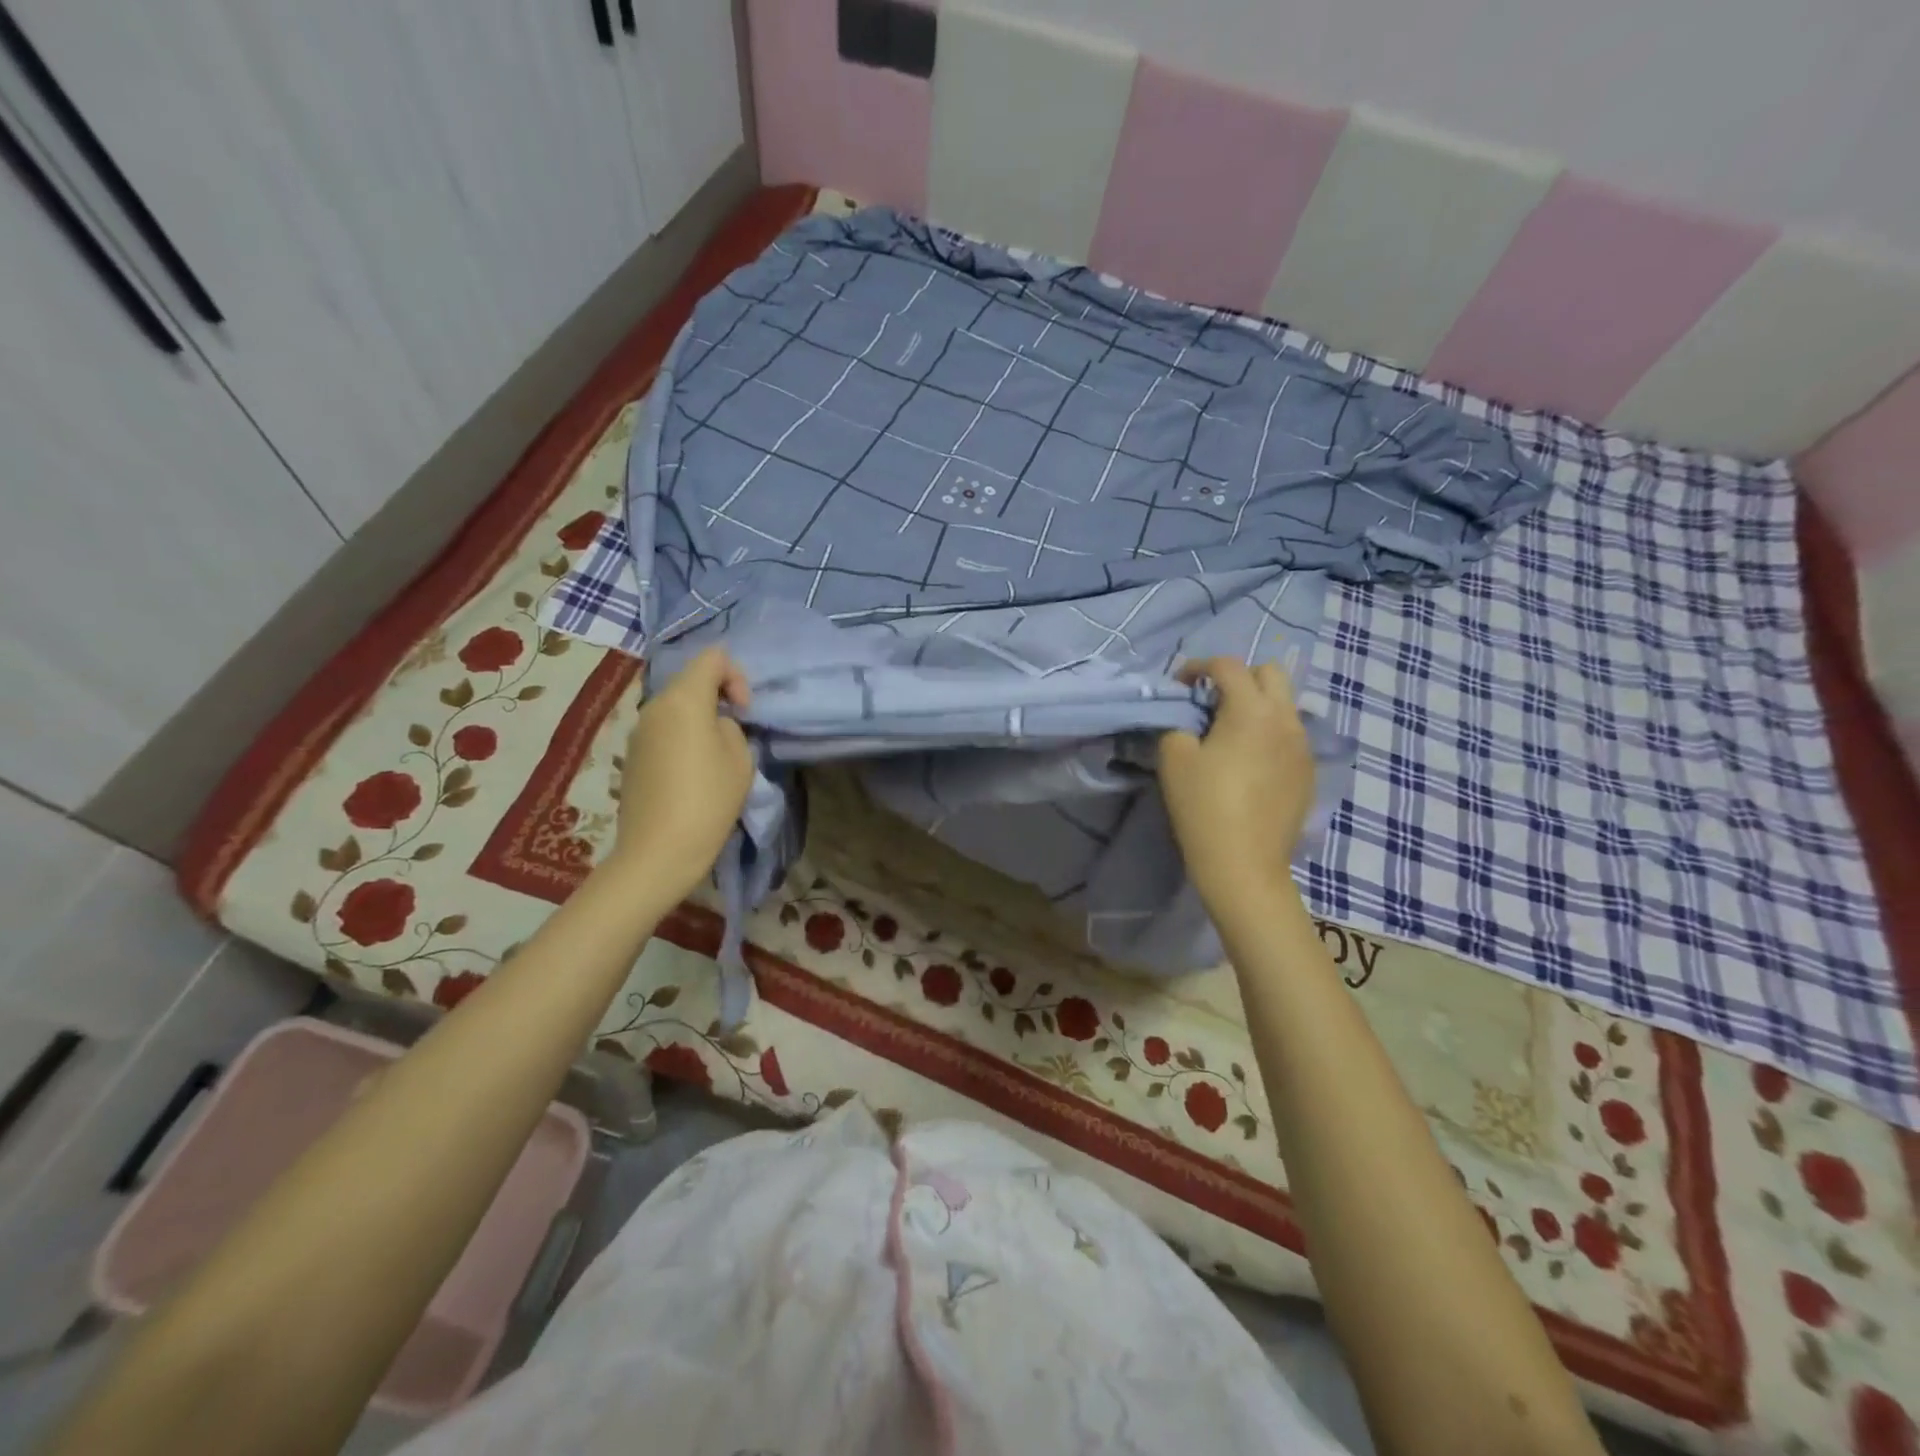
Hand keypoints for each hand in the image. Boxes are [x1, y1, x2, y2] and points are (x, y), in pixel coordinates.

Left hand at [608, 647, 753, 902]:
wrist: (658, 851)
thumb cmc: (708, 800)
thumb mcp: (740, 758)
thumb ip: (731, 727)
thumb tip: (714, 725)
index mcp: (683, 699)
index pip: (713, 658)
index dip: (737, 676)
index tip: (745, 713)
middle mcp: (654, 706)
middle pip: (691, 681)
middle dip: (718, 698)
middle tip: (737, 732)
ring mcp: (638, 732)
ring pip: (676, 708)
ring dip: (700, 720)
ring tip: (716, 756)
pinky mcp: (632, 756)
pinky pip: (663, 731)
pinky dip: (682, 739)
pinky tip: (692, 774)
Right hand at [1158, 658, 1315, 910]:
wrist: (1244, 865)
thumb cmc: (1203, 807)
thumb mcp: (1174, 759)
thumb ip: (1177, 724)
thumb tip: (1187, 718)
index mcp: (1251, 710)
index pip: (1227, 666)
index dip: (1198, 667)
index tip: (1179, 685)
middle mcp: (1286, 719)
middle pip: (1270, 673)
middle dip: (1239, 677)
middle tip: (1211, 702)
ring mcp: (1303, 746)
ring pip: (1284, 705)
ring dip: (1257, 706)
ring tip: (1230, 733)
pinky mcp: (1308, 772)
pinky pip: (1290, 735)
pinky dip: (1269, 734)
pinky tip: (1249, 763)